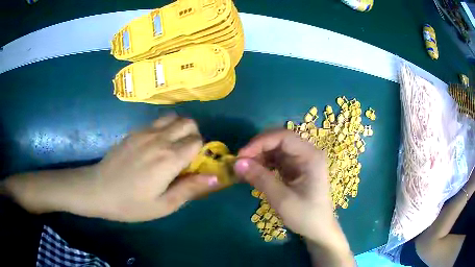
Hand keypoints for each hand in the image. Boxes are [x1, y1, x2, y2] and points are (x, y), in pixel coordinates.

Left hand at [90, 115, 219, 220]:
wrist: (98, 190)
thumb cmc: (131, 203)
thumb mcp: (163, 205)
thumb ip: (190, 189)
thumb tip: (215, 177)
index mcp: (169, 158)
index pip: (197, 141)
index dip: (200, 152)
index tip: (193, 166)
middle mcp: (160, 139)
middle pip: (188, 123)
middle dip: (193, 135)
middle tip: (185, 155)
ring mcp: (144, 132)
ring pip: (172, 117)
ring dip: (178, 128)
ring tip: (171, 147)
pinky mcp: (134, 132)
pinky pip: (156, 121)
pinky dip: (163, 128)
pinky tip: (153, 146)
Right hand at [234, 129, 353, 265]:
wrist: (318, 229)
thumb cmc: (305, 216)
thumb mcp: (282, 199)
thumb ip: (261, 179)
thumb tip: (237, 163)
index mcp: (311, 156)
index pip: (284, 137)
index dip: (260, 142)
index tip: (241, 155)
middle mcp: (307, 153)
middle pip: (280, 140)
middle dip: (258, 148)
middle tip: (240, 161)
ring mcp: (302, 160)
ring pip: (276, 148)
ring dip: (259, 156)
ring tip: (244, 168)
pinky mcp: (296, 168)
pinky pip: (277, 159)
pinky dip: (264, 163)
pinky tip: (253, 172)